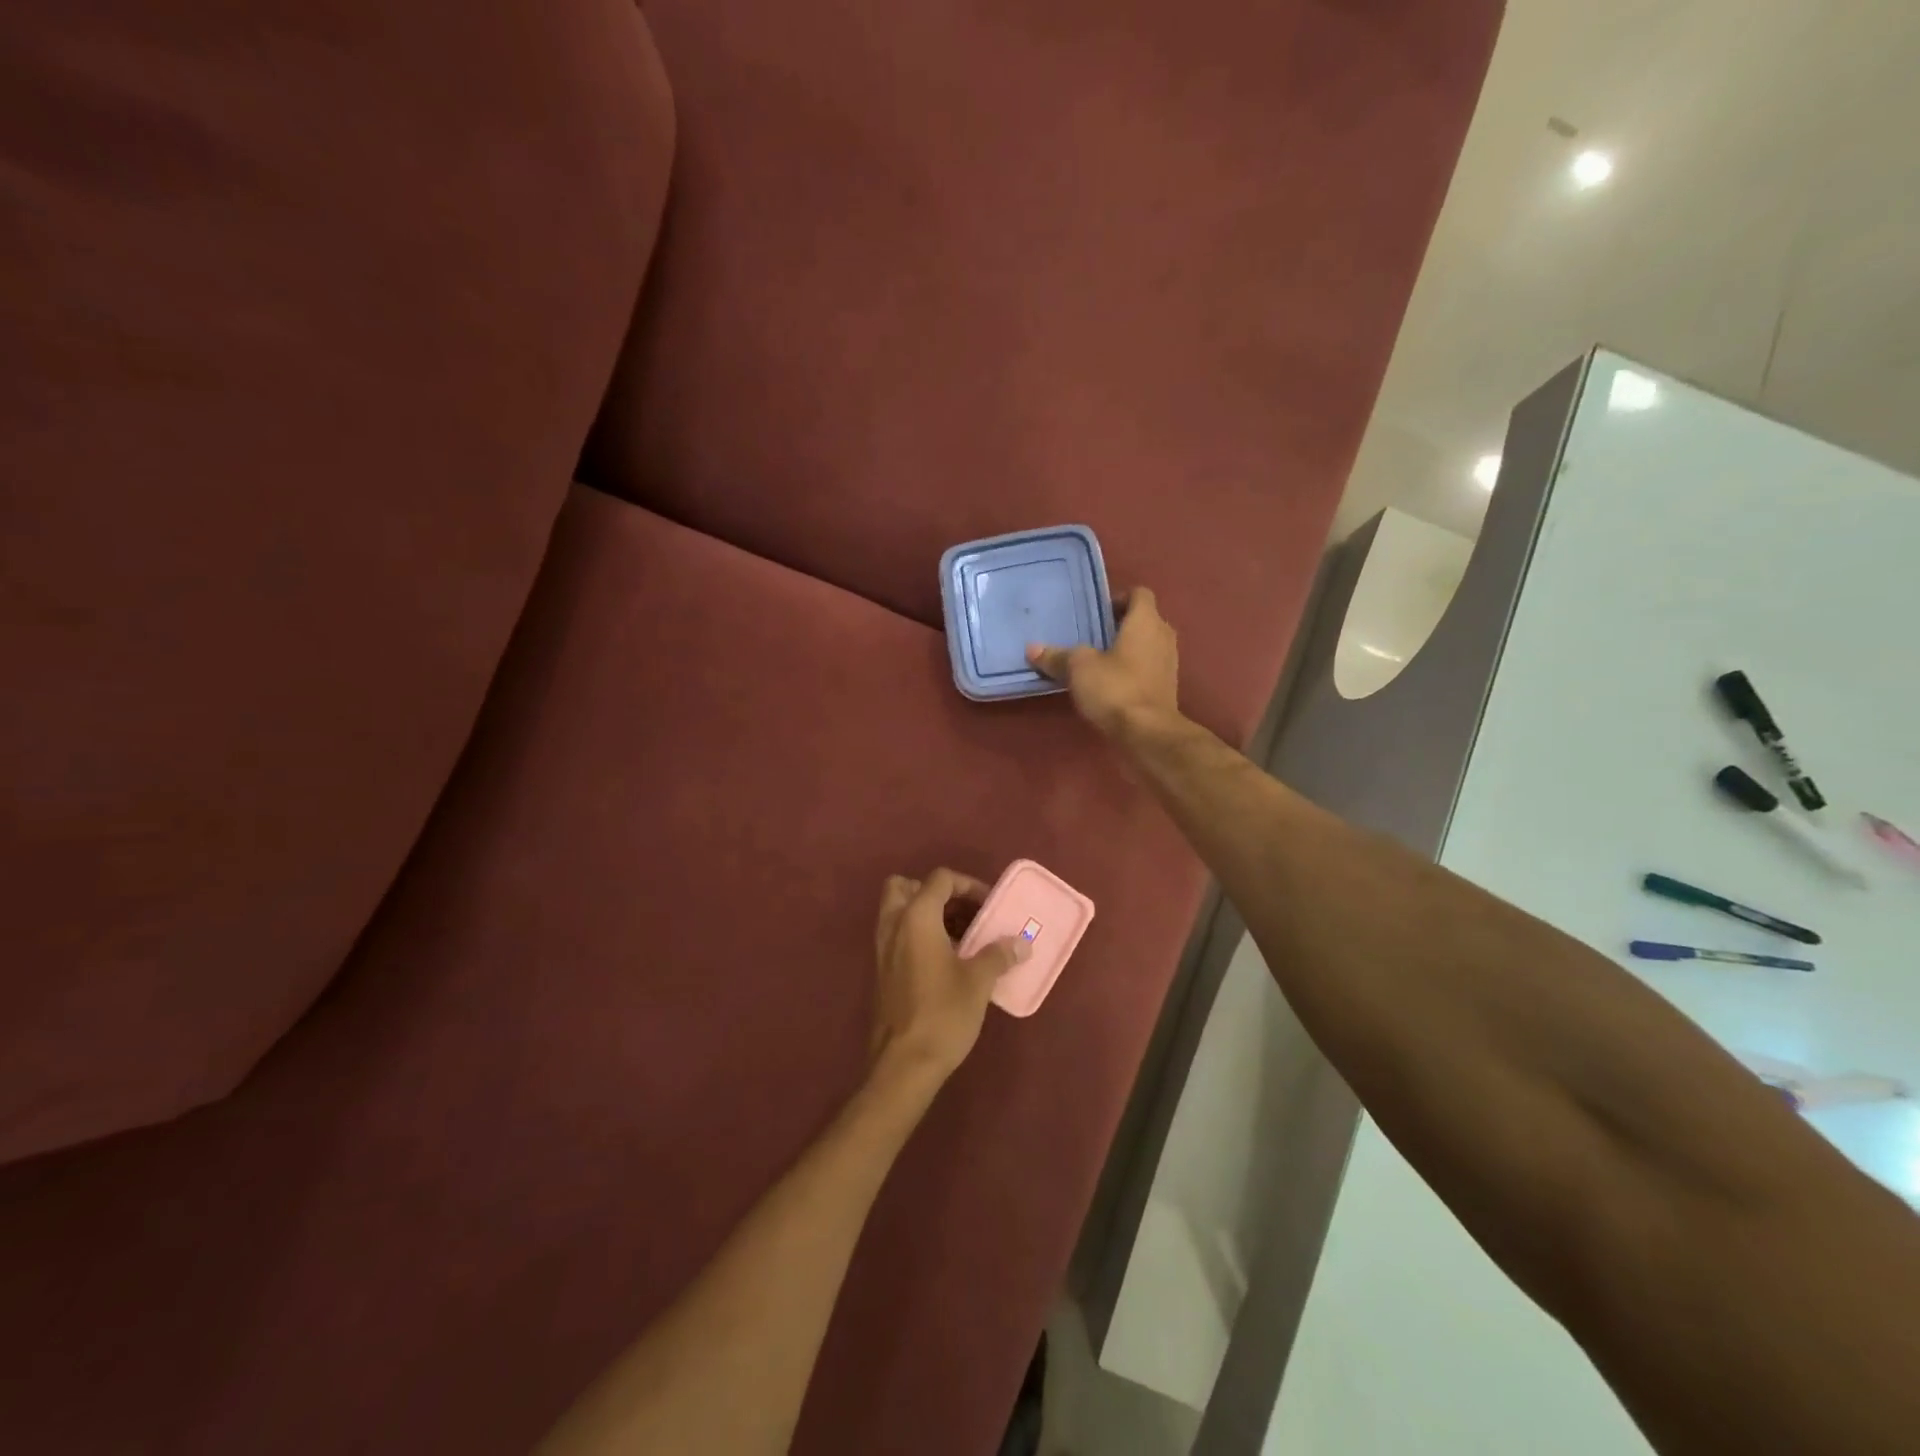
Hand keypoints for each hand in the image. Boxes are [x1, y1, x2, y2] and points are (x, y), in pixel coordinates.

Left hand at [871, 870, 1027, 1083]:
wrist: (904, 1064)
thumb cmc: (942, 1014)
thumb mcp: (978, 981)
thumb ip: (998, 954)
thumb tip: (1021, 942)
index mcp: (915, 917)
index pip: (940, 879)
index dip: (968, 885)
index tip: (990, 906)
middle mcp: (893, 925)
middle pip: (906, 887)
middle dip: (936, 893)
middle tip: (963, 913)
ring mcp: (883, 949)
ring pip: (899, 912)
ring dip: (928, 914)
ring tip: (962, 937)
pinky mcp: (882, 971)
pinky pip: (899, 936)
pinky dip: (919, 935)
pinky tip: (947, 960)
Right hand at [1027, 586, 1178, 736]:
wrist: (1147, 733)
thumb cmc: (1115, 688)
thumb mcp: (1078, 668)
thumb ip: (1057, 656)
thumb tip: (1032, 649)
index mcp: (1146, 621)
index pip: (1139, 594)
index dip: (1118, 598)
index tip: (1097, 613)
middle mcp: (1163, 636)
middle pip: (1144, 620)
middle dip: (1121, 625)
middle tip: (1092, 635)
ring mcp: (1169, 663)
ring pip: (1147, 645)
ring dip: (1127, 649)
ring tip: (1098, 660)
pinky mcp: (1167, 688)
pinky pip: (1148, 668)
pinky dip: (1133, 670)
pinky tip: (1110, 684)